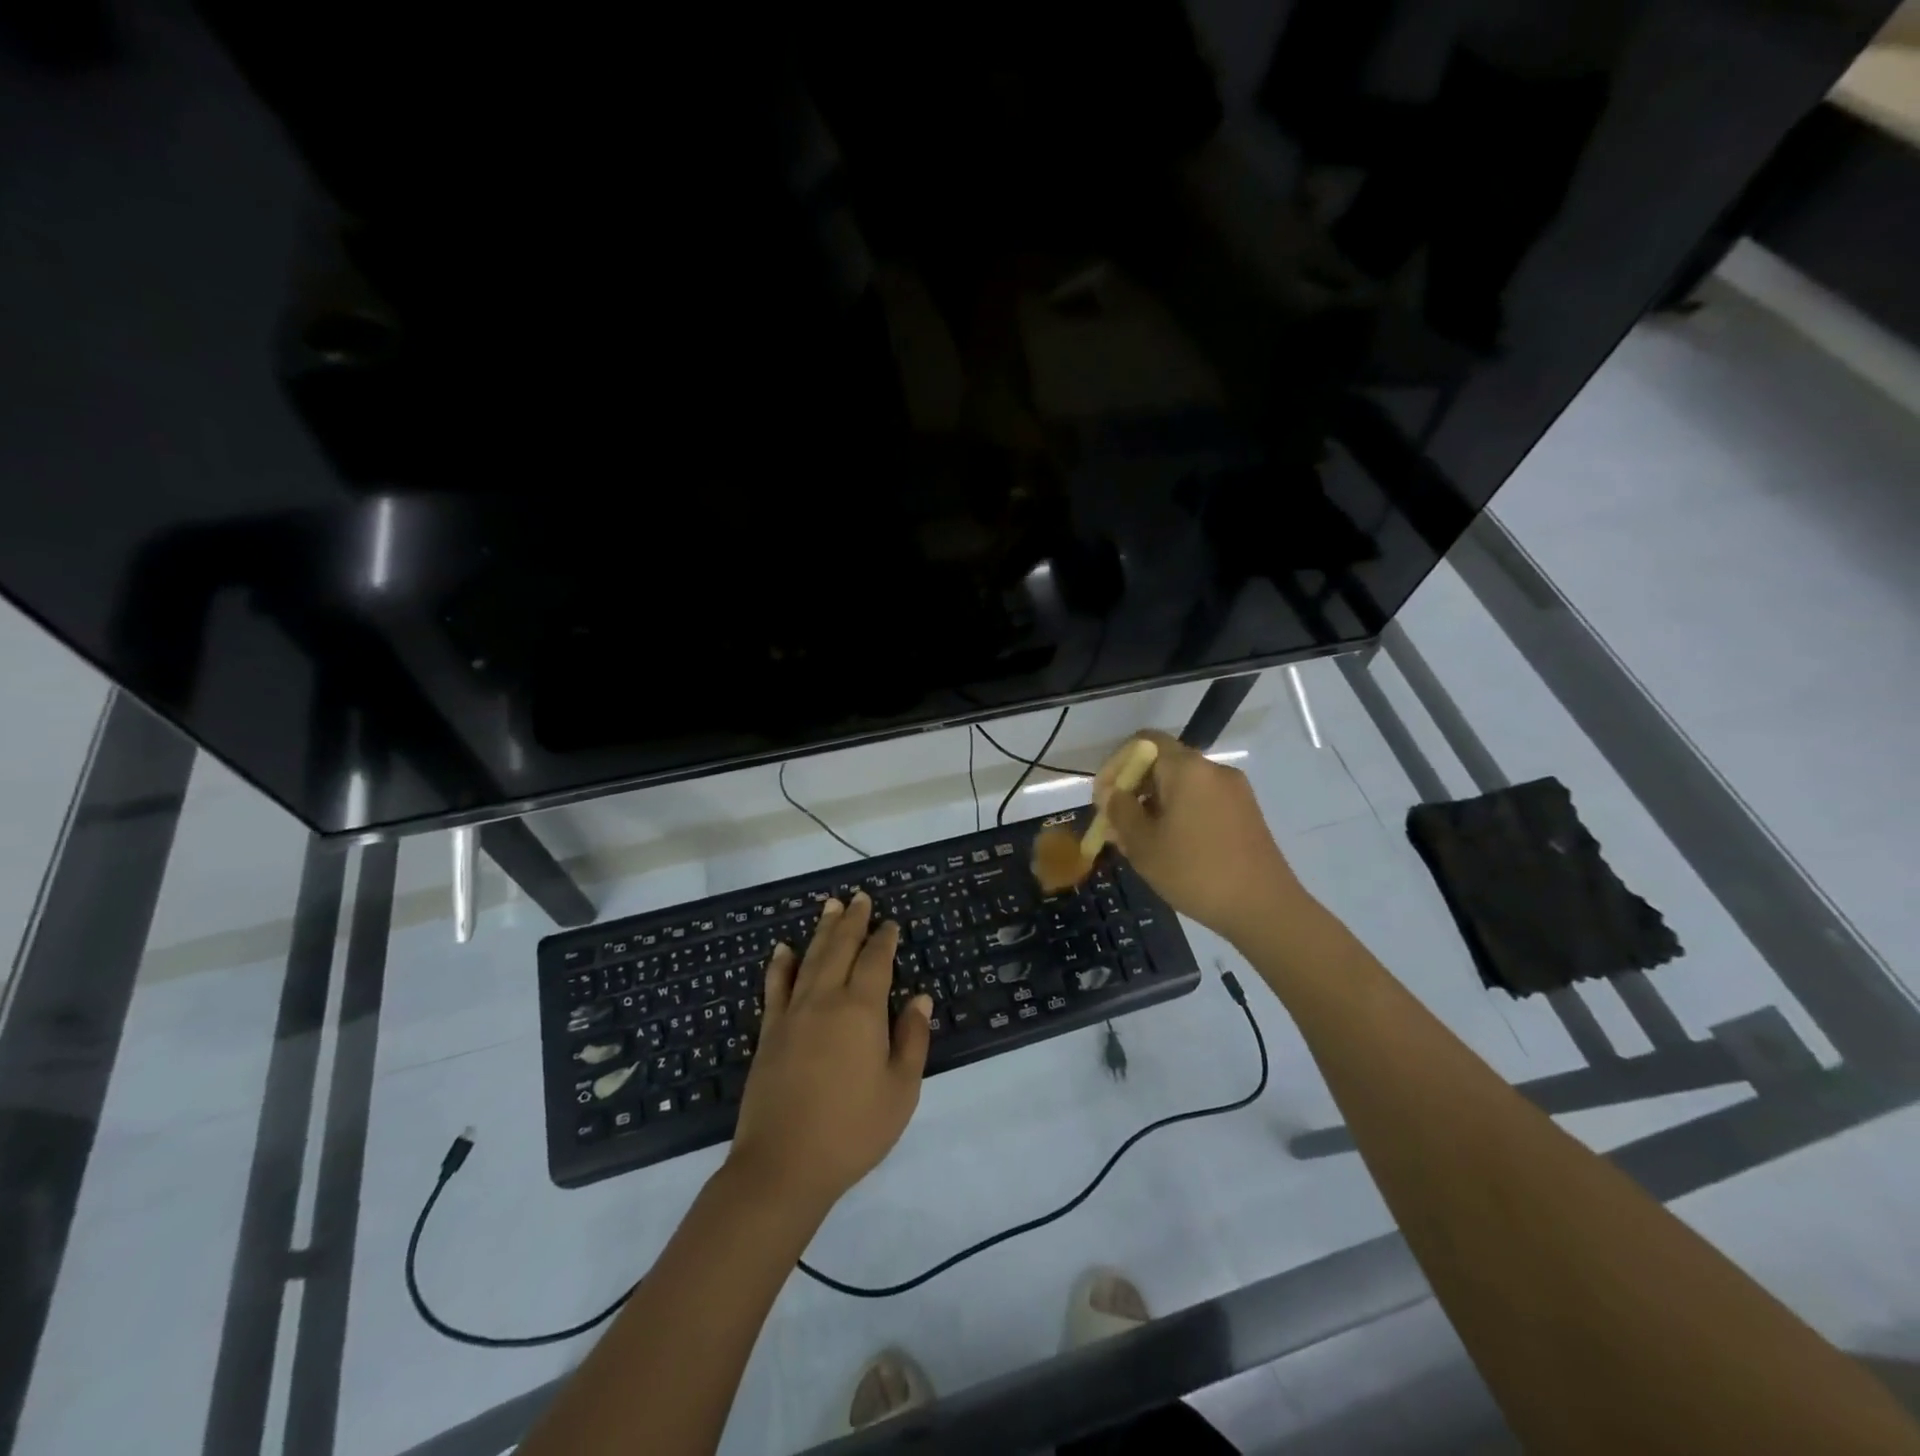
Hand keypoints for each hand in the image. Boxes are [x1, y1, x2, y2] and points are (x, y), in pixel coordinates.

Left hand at [728, 892, 931, 1213]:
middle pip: (839, 949)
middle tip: (858, 898)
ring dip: (821, 932)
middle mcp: (825, 1000)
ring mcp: (792, 1014)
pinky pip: (775, 987)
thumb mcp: (900, 1090)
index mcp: (861, 1010)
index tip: (891, 923)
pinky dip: (780, 965)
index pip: (875, 961)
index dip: (884, 939)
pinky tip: (782, 950)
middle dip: (852, 922)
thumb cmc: (853, 1129)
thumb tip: (920, 998)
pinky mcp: (769, 1033)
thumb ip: (911, 1039)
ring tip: (829, 907)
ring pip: (809, 960)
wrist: (783, 1165)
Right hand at [1093, 729, 1305, 942]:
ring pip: (1181, 785)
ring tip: (1138, 842)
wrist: (1264, 908)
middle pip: (1162, 763)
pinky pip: (1201, 800)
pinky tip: (1169, 847)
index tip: (1104, 798)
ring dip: (1154, 805)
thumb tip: (1114, 795)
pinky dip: (1178, 813)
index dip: (1116, 764)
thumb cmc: (1195, 872)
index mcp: (1187, 769)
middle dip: (1133, 789)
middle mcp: (1213, 770)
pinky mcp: (1245, 812)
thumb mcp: (1143, 844)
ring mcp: (1234, 791)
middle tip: (1115, 824)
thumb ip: (1121, 811)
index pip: (1143, 741)